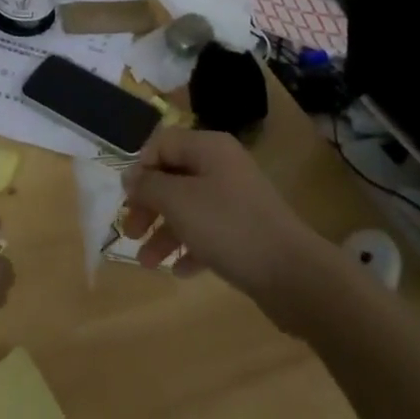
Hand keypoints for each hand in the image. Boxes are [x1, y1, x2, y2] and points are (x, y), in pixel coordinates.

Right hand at [119, 128, 322, 303]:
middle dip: (149, 205)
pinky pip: (209, 233)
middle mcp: (222, 167)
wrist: (293, 274)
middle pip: (174, 177)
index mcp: (209, 147)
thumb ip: (149, 186)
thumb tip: (130, 175)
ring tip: (148, 263)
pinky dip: (190, 247)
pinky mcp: (246, 232)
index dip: (141, 167)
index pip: (163, 143)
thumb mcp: (179, 202)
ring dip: (165, 232)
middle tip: (130, 232)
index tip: (126, 199)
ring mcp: (237, 200)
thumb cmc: (229, 227)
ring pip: (189, 208)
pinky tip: (179, 271)